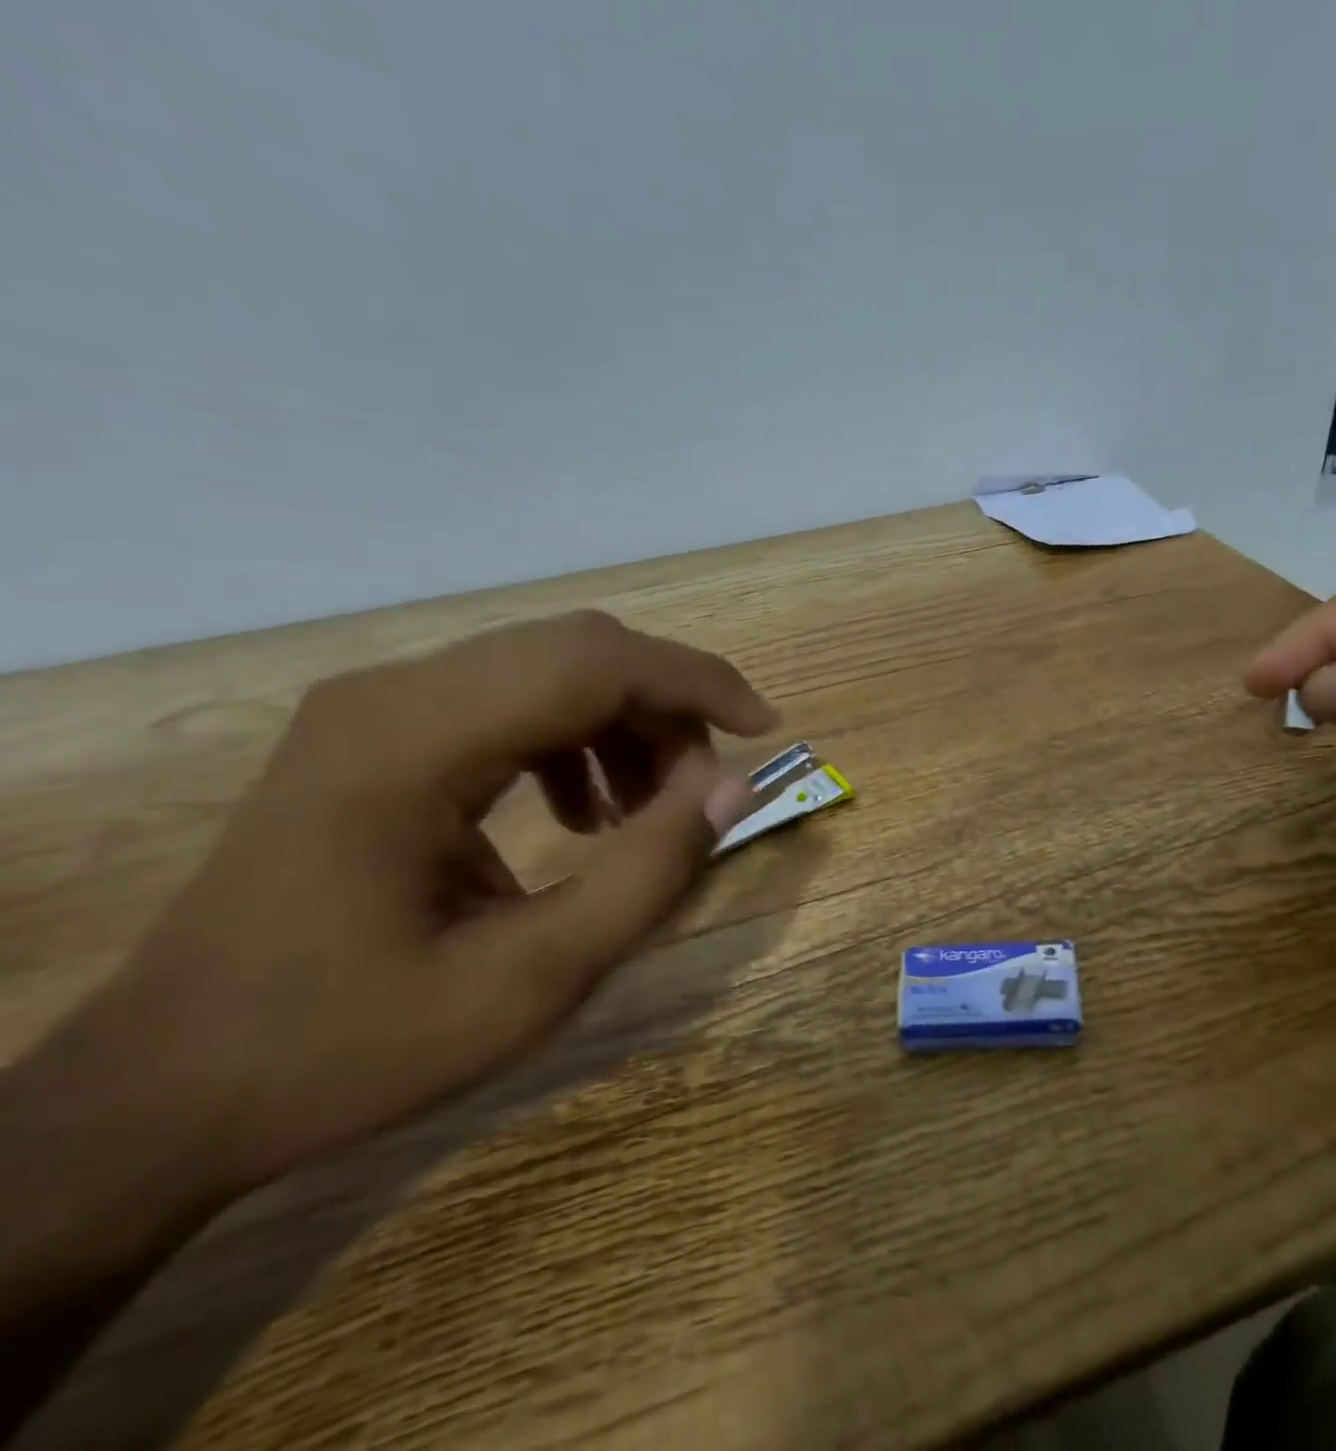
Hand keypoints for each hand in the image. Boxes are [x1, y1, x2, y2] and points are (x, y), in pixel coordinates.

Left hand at [21, 611, 777, 1203]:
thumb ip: (648, 873)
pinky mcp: (375, 732)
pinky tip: (582, 812)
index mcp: (415, 744)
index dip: (697, 683)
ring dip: (625, 722)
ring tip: (647, 811)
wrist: (166, 1090)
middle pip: (577, 649)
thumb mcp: (533, 980)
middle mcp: (391, 694)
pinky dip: (576, 738)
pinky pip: (510, 698)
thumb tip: (734, 786)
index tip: (766, 731)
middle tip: (706, 788)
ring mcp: (375, 707)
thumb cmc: (350, 1046)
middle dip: (668, 706)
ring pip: (549, 667)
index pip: (594, 662)